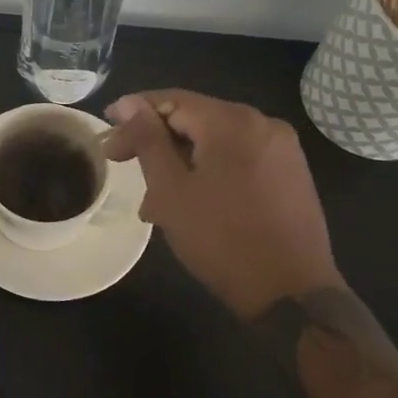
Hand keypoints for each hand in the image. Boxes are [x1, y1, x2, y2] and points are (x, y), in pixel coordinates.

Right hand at [103, 90, 338, 317]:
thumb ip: (148, 141)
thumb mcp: (171, 190)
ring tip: (152, 201)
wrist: (292, 296)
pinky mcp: (291, 174)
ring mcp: (282, 149)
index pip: (171, 101)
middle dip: (156, 143)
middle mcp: (262, 123)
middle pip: (195, 119)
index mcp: (232, 121)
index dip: (133, 114)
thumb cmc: (222, 240)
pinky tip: (191, 201)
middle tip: (120, 164)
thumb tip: (128, 105)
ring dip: (180, 162)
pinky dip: (209, 171)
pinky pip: (239, 159)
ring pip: (215, 142)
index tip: (106, 136)